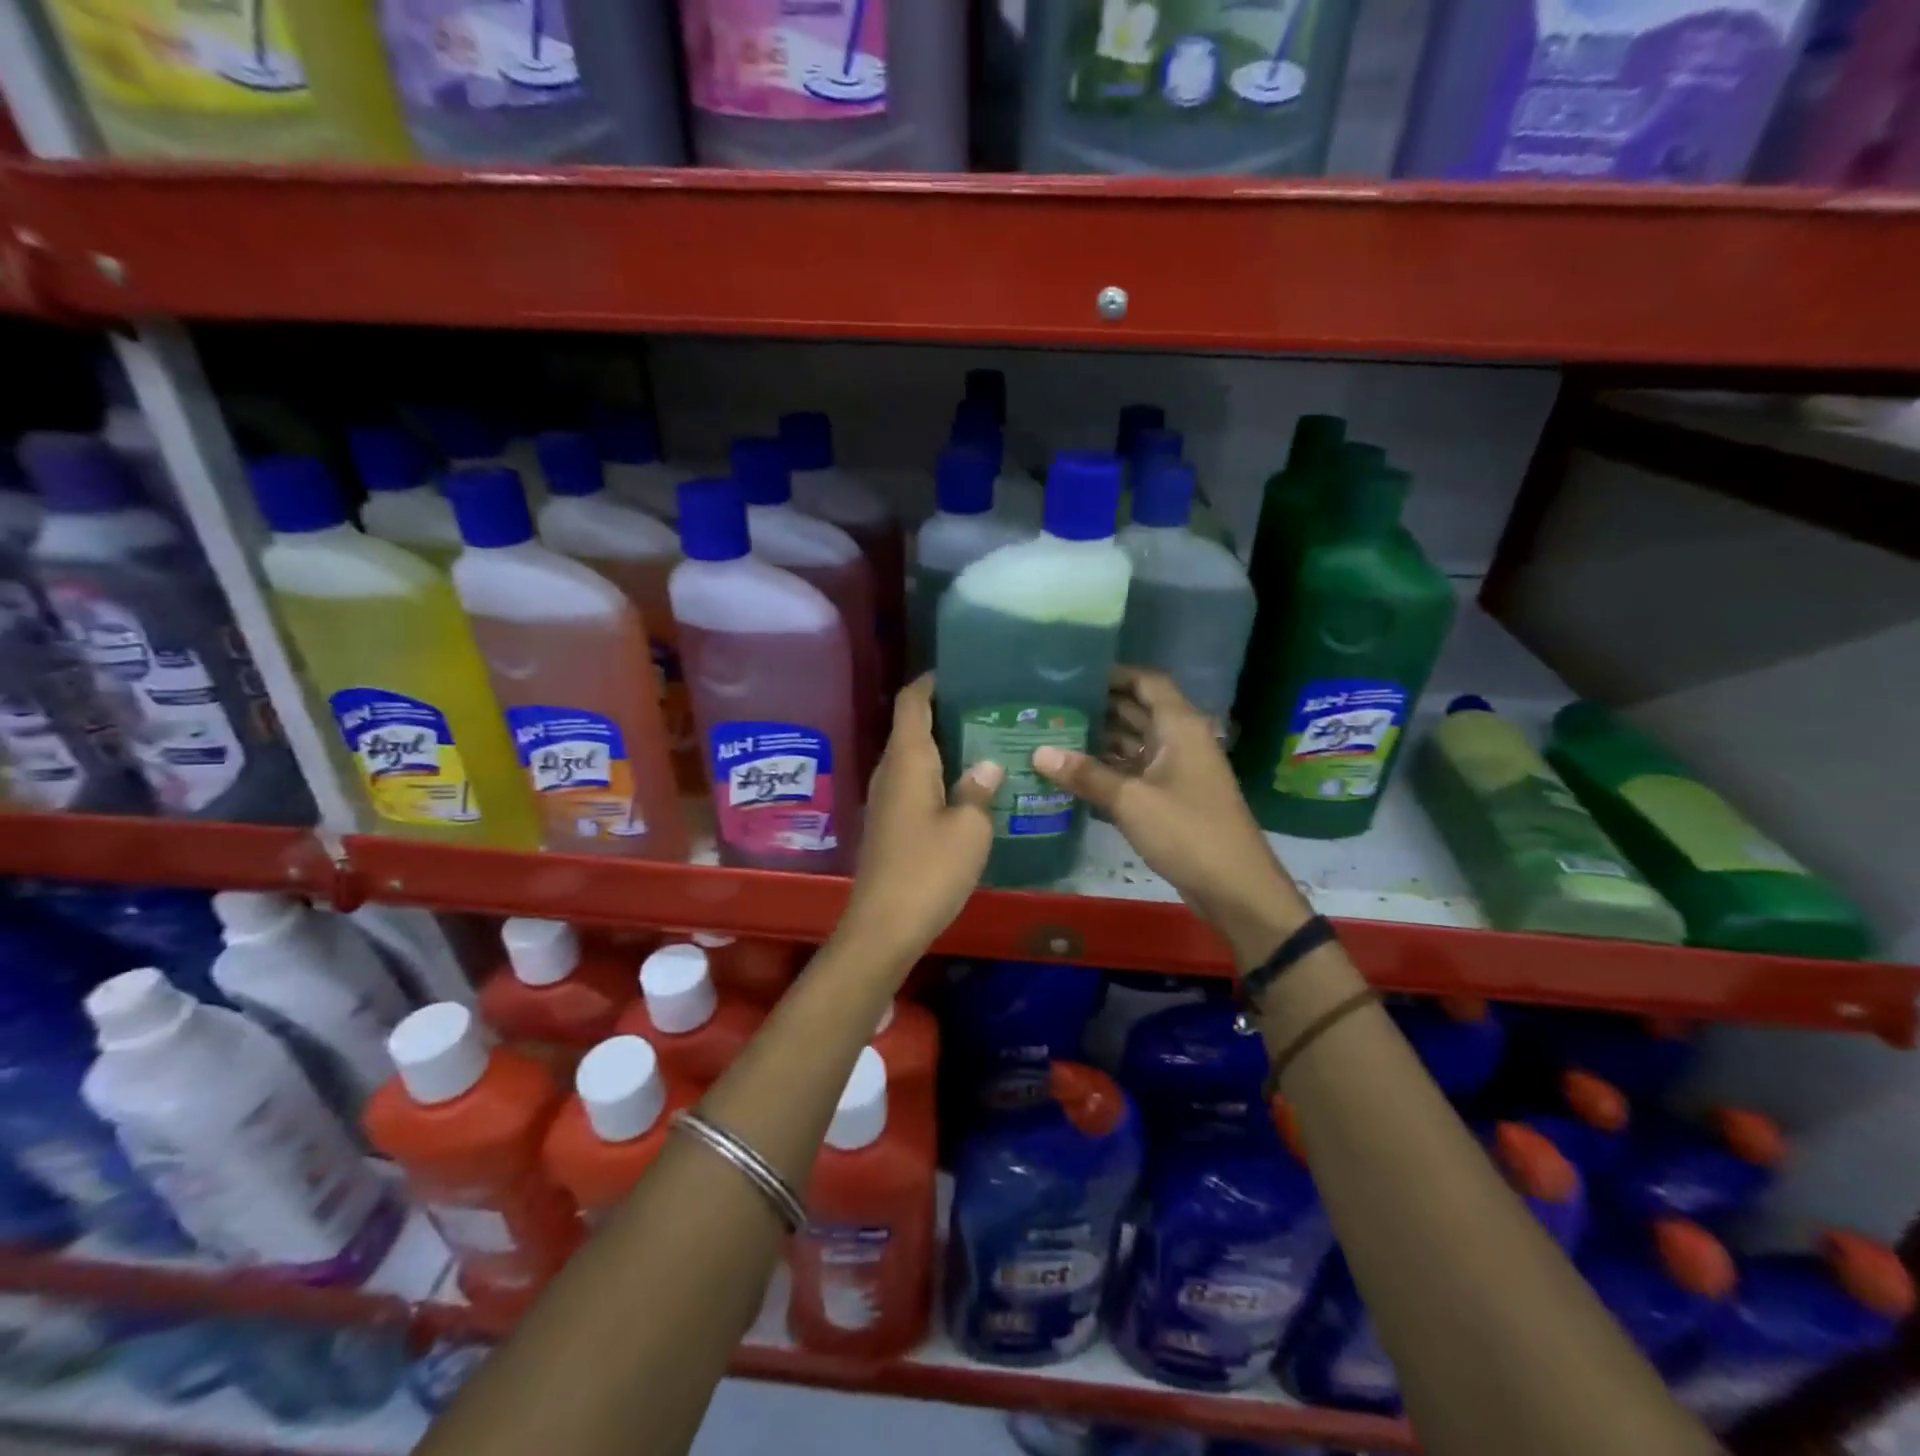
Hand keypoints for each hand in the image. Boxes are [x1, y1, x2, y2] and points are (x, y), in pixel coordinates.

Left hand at [839, 675, 1001, 963]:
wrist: (885, 925)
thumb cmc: (929, 869)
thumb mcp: (969, 828)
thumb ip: (979, 790)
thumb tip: (989, 764)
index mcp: (908, 760)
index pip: (911, 702)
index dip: (931, 681)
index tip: (961, 671)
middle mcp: (890, 771)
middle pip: (912, 726)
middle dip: (945, 711)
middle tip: (989, 707)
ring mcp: (886, 798)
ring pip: (914, 757)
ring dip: (944, 745)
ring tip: (986, 740)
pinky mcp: (890, 823)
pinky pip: (914, 782)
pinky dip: (938, 773)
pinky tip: (968, 785)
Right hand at [1032, 667, 1309, 966]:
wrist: (1234, 887)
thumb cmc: (1188, 832)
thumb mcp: (1131, 801)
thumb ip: (1085, 775)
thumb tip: (1039, 752)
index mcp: (1179, 726)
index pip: (1147, 682)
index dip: (1114, 673)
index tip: (1073, 674)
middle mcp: (1179, 740)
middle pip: (1137, 710)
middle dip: (1098, 707)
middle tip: (1052, 705)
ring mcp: (1176, 770)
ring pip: (1134, 743)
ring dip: (1100, 739)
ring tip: (1053, 734)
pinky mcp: (1170, 798)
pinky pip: (1135, 772)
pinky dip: (1108, 769)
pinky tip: (1073, 773)